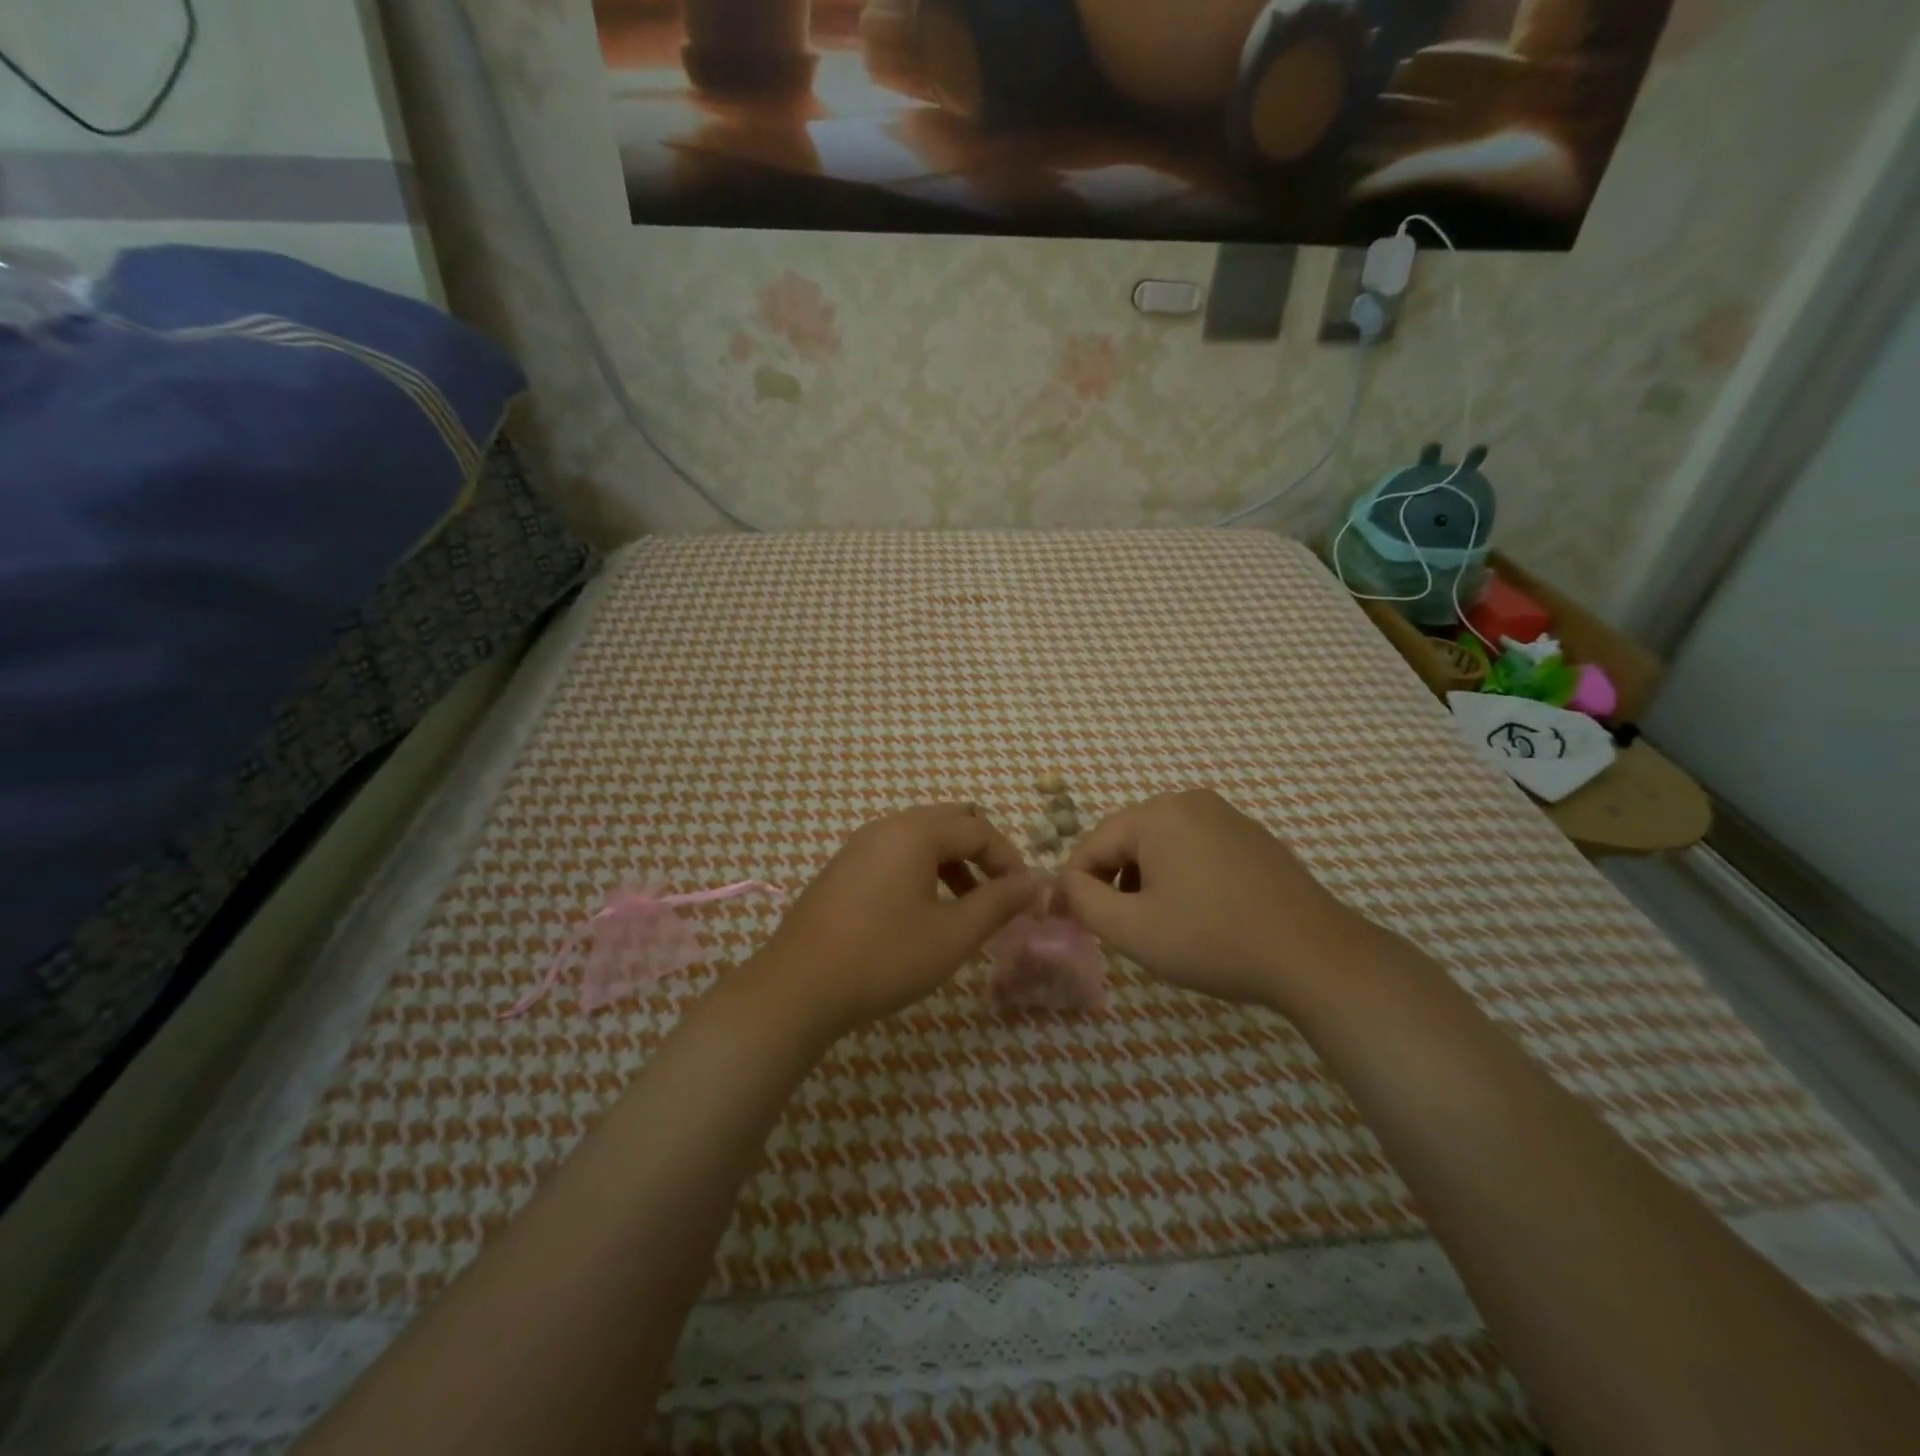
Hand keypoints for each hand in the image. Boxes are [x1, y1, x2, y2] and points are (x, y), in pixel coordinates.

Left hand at [757, 804, 1040, 1033]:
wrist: (798, 987)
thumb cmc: (884, 957)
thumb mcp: (953, 934)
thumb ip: (999, 903)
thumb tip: (1034, 881)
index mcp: (915, 832)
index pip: (978, 829)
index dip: (1010, 859)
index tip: (1025, 897)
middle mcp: (887, 827)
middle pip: (950, 821)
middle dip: (982, 853)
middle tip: (999, 893)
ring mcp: (860, 845)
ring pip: (921, 838)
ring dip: (953, 863)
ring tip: (968, 908)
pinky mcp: (843, 868)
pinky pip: (896, 853)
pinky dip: (923, 871)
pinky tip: (924, 912)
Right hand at [1058, 790, 1360, 1010]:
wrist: (1314, 956)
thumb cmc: (1213, 940)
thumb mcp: (1132, 929)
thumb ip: (1084, 901)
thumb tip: (1065, 884)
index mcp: (1158, 814)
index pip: (1094, 844)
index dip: (1075, 884)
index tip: (1068, 920)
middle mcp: (1191, 802)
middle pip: (1128, 841)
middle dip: (1114, 882)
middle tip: (1117, 928)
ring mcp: (1227, 817)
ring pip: (1162, 846)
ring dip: (1146, 881)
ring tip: (1159, 925)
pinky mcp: (1253, 838)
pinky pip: (1196, 850)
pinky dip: (1182, 877)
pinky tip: (1198, 915)